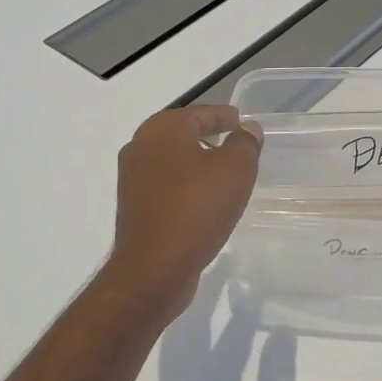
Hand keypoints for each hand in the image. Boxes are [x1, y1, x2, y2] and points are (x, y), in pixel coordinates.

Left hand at [102, 105, 262, 316]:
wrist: (153, 267)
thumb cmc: (196, 208)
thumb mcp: (235, 170)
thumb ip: (244, 143)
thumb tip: (248, 128)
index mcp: (163, 129)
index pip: (200, 113)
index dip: (224, 116)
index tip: (241, 121)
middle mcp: (141, 146)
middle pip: (182, 133)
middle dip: (208, 136)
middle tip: (235, 144)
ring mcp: (133, 177)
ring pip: (172, 160)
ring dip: (196, 163)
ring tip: (224, 174)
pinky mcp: (134, 206)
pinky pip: (166, 185)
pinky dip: (185, 185)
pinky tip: (203, 200)